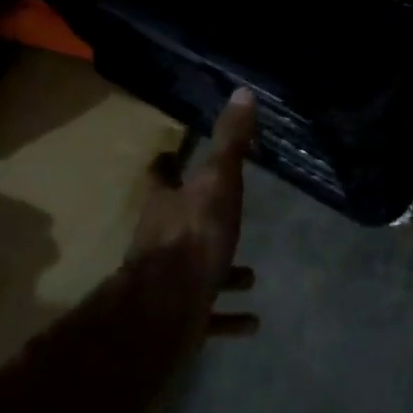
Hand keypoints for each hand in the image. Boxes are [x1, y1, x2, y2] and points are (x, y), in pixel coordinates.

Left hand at [129, 87, 260, 337]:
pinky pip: (209, 314)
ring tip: (251, 276)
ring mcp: (168, 281)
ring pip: (197, 272)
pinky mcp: (180, 316)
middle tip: (225, 216)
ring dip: (223, 272)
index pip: (161, 175)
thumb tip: (242, 92)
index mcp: (166, 205)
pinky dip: (228, 316)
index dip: (167, 165)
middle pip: (177, 223)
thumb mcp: (218, 182)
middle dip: (199, 219)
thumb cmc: (193, 237)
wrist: (166, 310)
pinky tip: (251, 321)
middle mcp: (161, 240)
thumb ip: (231, 142)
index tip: (171, 155)